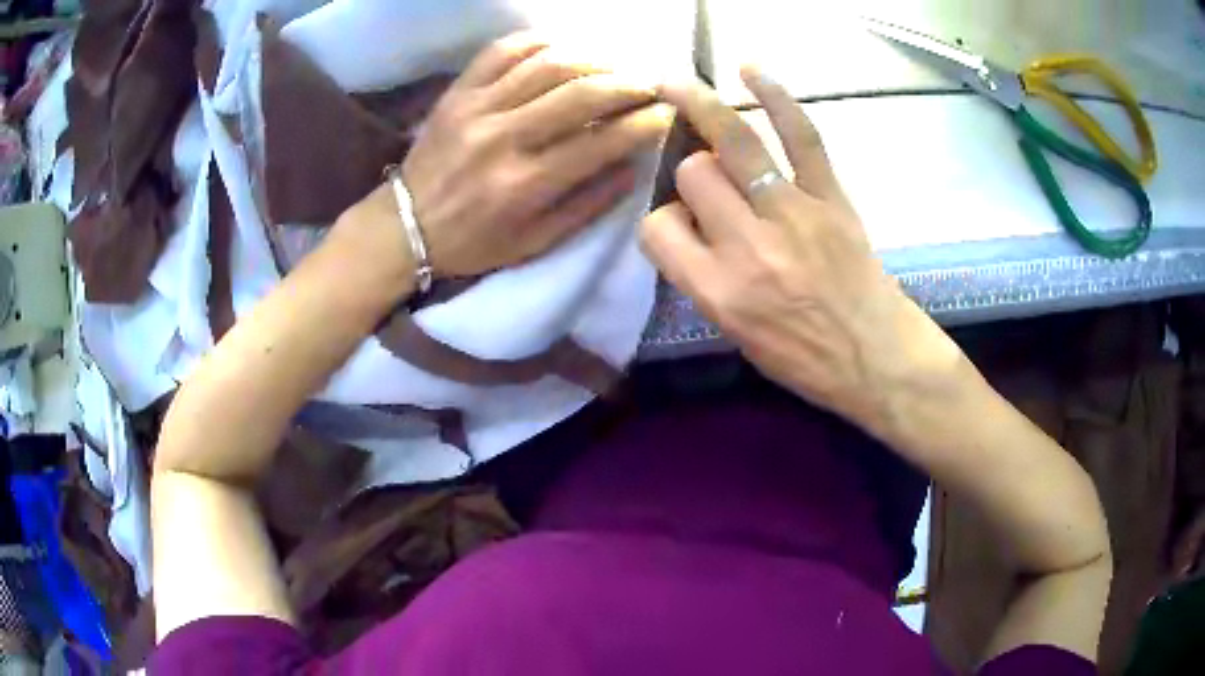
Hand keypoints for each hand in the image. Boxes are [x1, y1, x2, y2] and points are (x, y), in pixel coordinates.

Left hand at [342, 32, 672, 280]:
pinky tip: (561, 47)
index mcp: (526, 185)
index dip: (643, 124)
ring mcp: (477, 108)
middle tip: (651, 84)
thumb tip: (633, 166)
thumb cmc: (473, 242)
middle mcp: (504, 138)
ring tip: (614, 66)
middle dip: (628, 84)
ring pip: (547, 64)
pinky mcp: (458, 92)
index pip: (601, 142)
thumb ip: (588, 205)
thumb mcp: (535, 243)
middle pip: (580, 94)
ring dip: (592, 59)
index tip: (668, 113)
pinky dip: (538, 41)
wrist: (404, 226)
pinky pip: (502, 51)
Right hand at [641, 68, 961, 433]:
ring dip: (700, 106)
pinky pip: (801, 136)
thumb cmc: (805, 359)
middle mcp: (748, 246)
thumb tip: (693, 224)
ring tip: (677, 84)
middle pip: (693, 174)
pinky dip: (776, 97)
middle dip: (692, 173)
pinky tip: (749, 70)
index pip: (658, 230)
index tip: (680, 226)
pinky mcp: (831, 197)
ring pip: (732, 145)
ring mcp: (793, 213)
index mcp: (719, 290)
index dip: (662, 221)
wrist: (877, 357)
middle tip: (712, 185)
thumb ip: (704, 278)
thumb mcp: (735, 334)